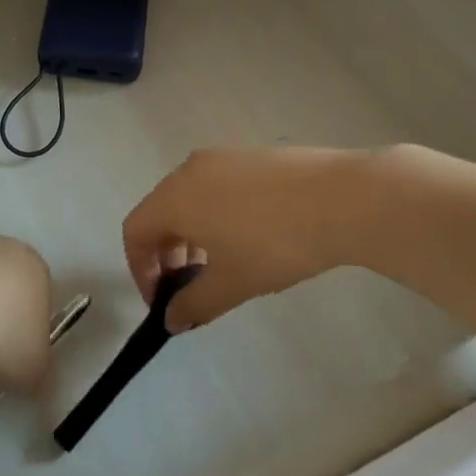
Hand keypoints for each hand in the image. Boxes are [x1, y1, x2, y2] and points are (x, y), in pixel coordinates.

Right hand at [123, 147, 398, 331]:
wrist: (342, 198)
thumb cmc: (275, 244)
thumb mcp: (232, 283)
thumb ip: (193, 304)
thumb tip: (170, 320)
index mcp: (174, 197)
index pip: (134, 231)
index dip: (140, 270)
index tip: (164, 301)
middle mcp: (189, 169)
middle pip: (160, 212)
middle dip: (167, 254)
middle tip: (192, 287)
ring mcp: (222, 157)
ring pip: (189, 197)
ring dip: (192, 234)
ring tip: (224, 263)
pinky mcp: (251, 155)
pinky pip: (217, 186)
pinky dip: (216, 213)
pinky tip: (252, 235)